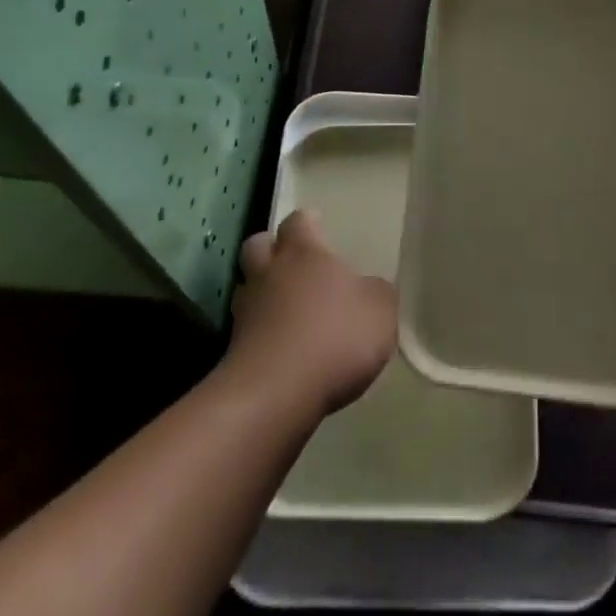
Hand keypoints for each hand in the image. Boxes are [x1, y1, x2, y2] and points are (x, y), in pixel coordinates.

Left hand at [227, 210, 396, 415]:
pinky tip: (282, 344)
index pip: (299, 221)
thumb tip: (368, 289)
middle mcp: (270, 272)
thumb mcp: (380, 311)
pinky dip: (262, 330)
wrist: (276, 394)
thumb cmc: (335, 337)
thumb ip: (377, 293)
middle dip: (273, 248)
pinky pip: (248, 327)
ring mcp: (246, 311)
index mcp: (304, 253)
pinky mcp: (235, 349)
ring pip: (248, 286)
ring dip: (263, 290)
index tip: (318, 225)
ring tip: (286, 306)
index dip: (308, 223)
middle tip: (293, 260)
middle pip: (259, 245)